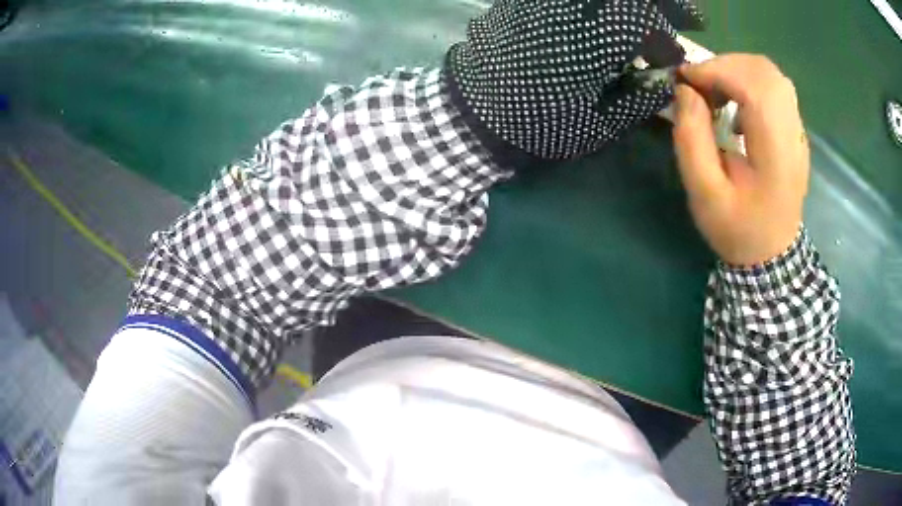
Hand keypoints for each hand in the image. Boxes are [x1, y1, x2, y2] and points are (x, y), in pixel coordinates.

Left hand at [447, 0, 704, 159]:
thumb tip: (662, 79)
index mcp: (599, 36)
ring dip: (630, 5)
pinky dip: (598, 7)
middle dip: (665, 4)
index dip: (667, 40)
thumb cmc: (537, 123)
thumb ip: (638, 98)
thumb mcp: (598, 123)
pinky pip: (573, 1)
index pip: (649, 25)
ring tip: (643, 16)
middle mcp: (575, 6)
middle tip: (684, 14)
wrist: (472, 111)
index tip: (675, 55)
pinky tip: (604, 15)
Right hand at [672, 54, 808, 266]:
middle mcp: (793, 135)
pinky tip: (735, 102)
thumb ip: (692, 140)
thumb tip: (684, 91)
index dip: (717, 71)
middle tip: (699, 85)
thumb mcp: (704, 194)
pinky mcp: (795, 131)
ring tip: (715, 90)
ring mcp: (798, 131)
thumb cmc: (737, 229)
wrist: (771, 254)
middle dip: (725, 65)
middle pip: (765, 71)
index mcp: (776, 154)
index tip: (686, 80)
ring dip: (737, 71)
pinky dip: (749, 81)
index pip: (755, 87)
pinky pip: (775, 87)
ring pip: (771, 74)